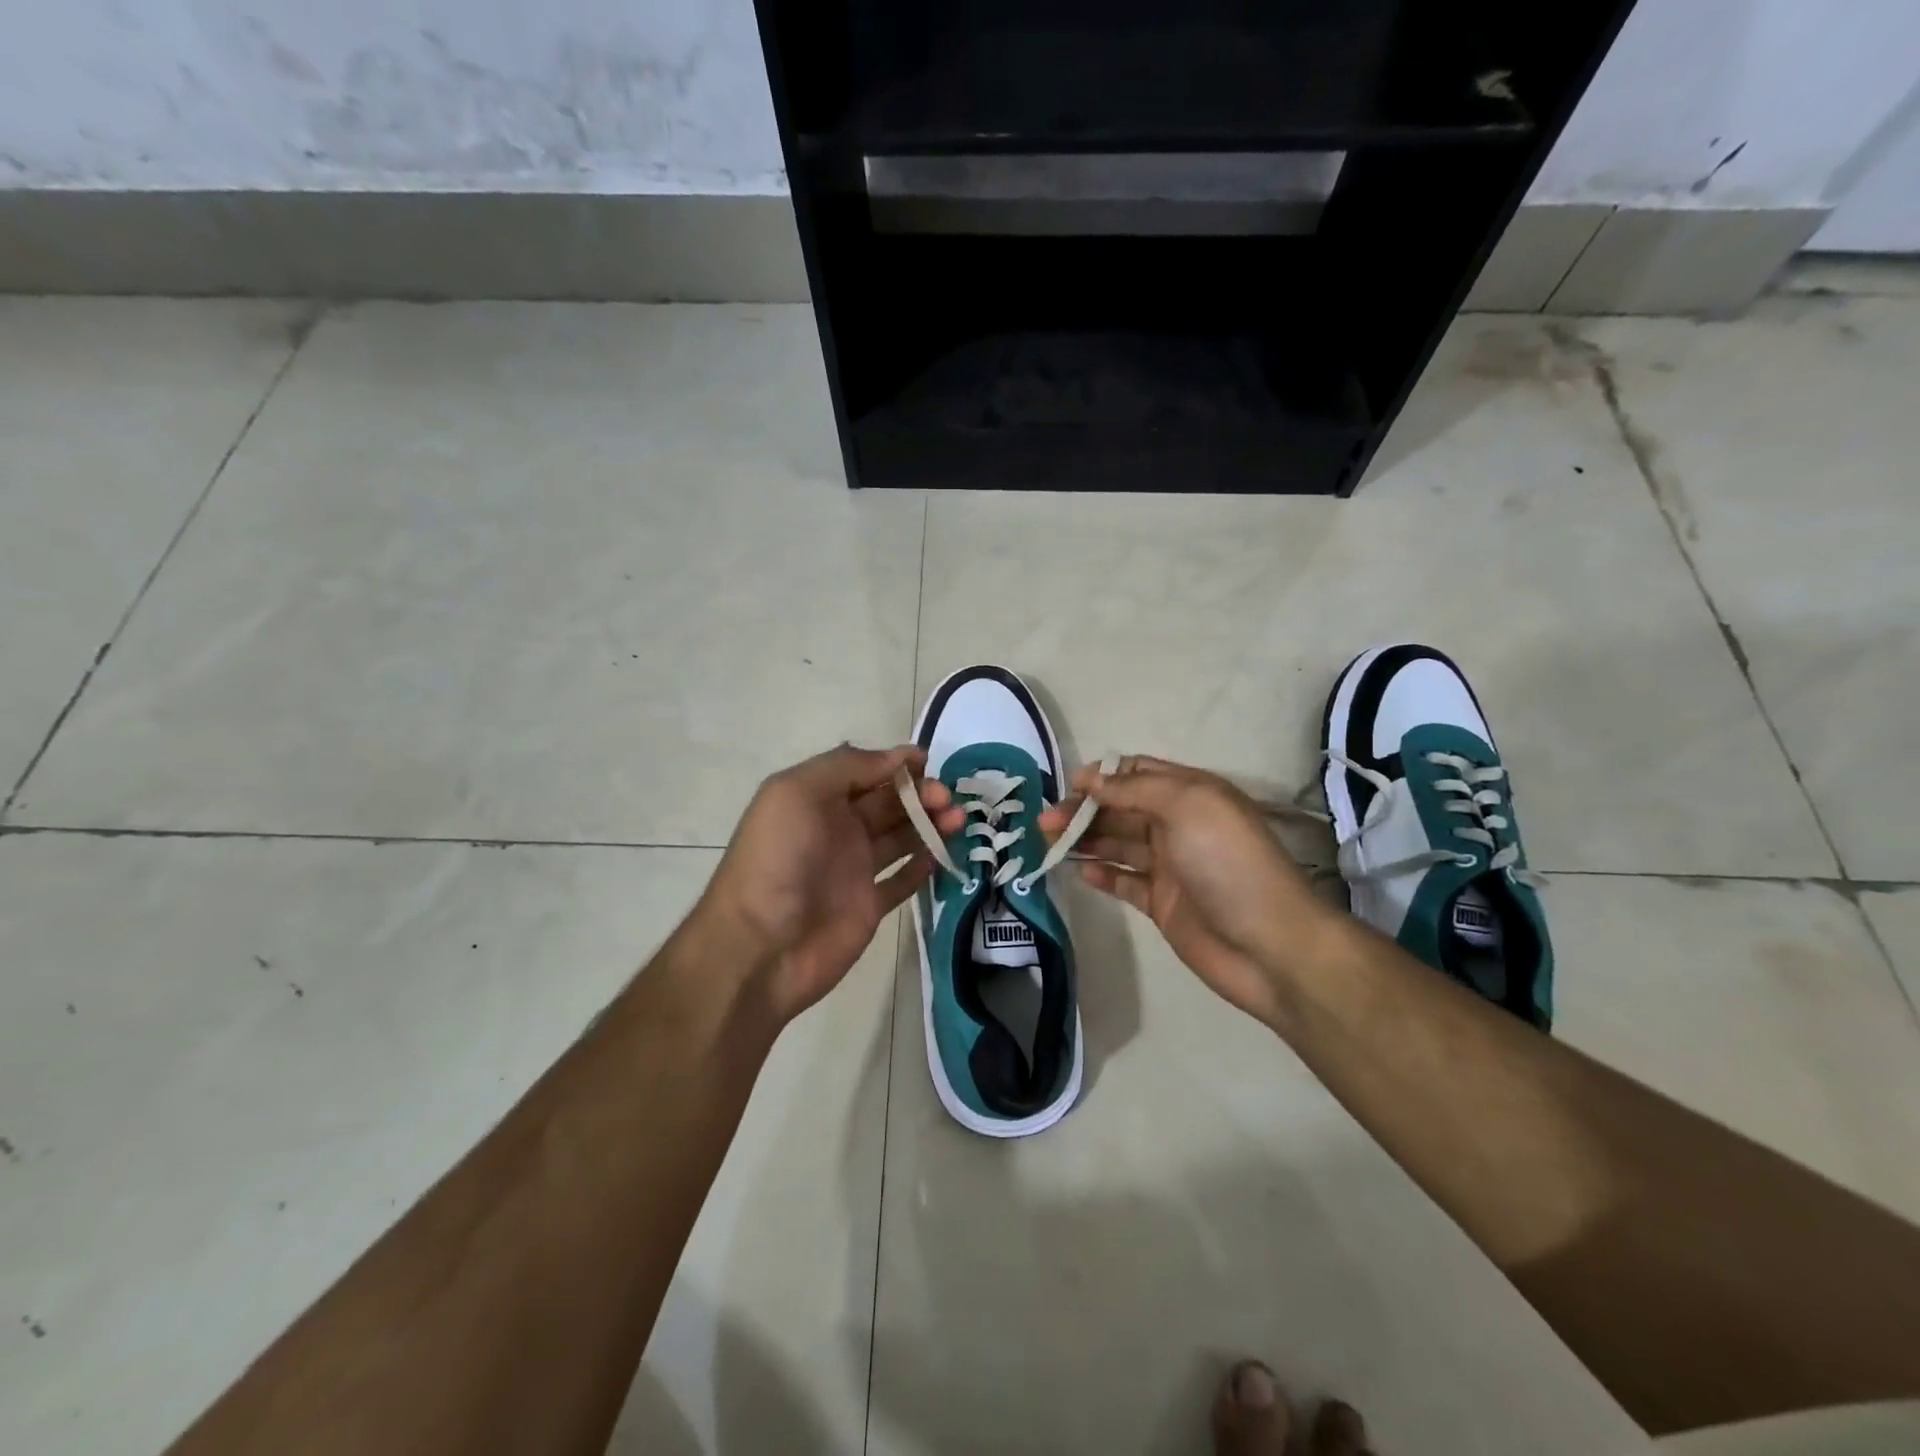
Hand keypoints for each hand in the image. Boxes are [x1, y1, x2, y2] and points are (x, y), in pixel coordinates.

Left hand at [696, 744, 963, 1022]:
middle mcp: (837, 829)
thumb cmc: (778, 859)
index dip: (897, 764)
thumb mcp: (798, 792)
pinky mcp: (869, 906)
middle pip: (889, 803)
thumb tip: (897, 758)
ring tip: (958, 822)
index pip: (865, 771)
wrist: (761, 946)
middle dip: (921, 794)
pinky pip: (903, 880)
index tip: (929, 762)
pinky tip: (943, 855)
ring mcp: (854, 869)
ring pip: (902, 838)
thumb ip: (847, 767)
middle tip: (947, 799)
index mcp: (816, 799)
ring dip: (931, 825)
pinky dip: (924, 866)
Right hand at [1039, 755, 1331, 1025]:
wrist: (1268, 945)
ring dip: (1084, 840)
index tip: (1067, 786)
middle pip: (1120, 809)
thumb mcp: (1187, 806)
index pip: (1137, 773)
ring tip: (1048, 843)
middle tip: (1045, 822)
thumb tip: (1090, 779)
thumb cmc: (1228, 863)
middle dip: (1083, 810)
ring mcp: (1169, 866)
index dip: (1102, 776)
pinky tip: (1077, 872)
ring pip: (1117, 844)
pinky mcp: (1162, 903)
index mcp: (1190, 794)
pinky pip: (1124, 882)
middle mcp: (1178, 825)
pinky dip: (1101, 874)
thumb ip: (1135, 789)